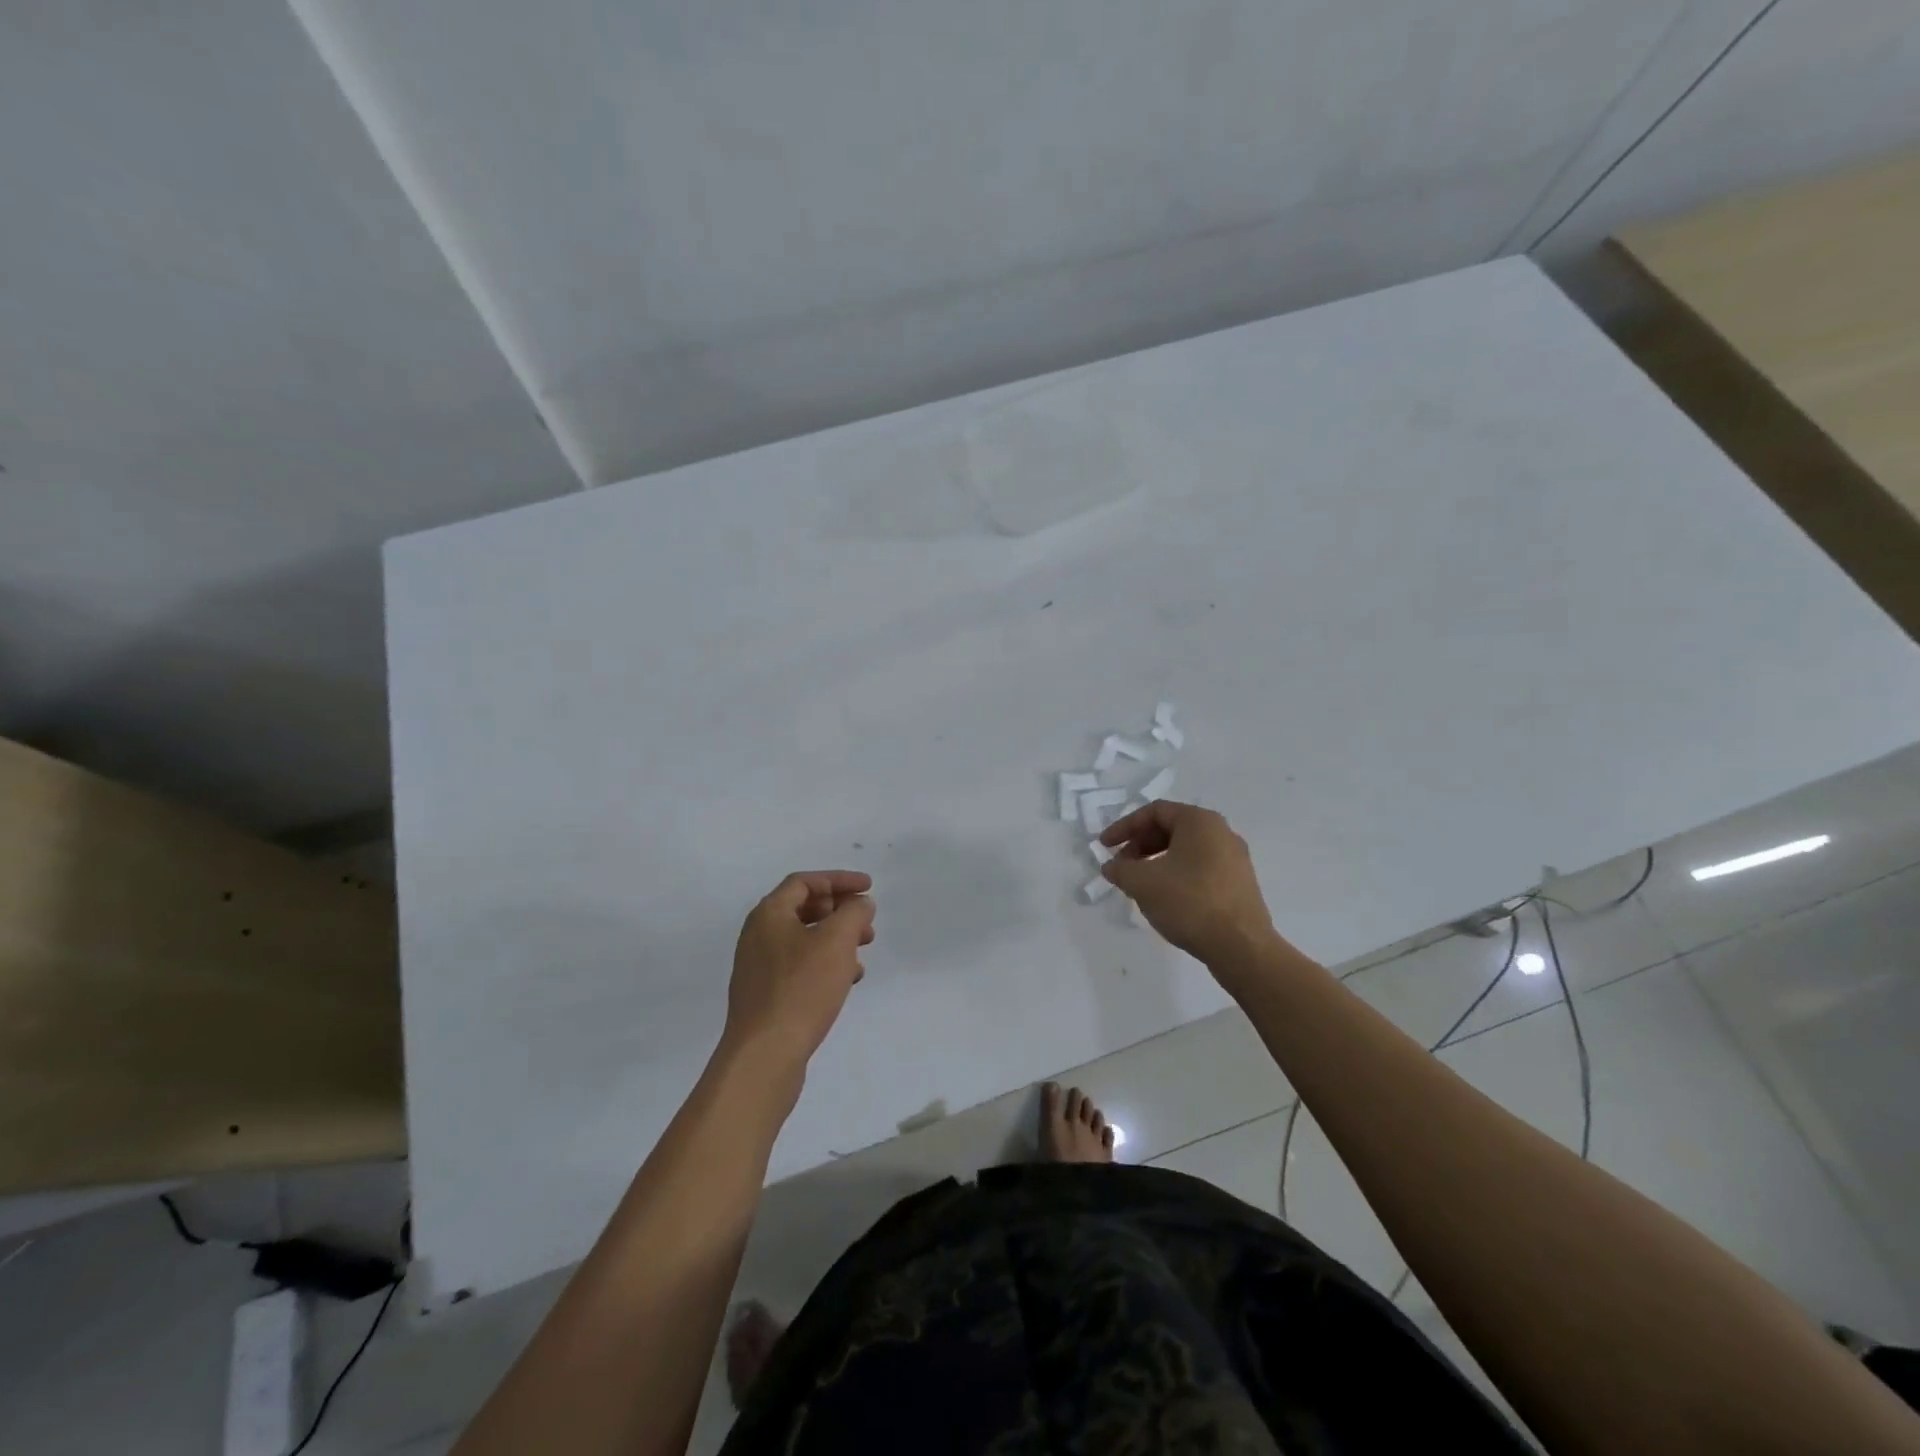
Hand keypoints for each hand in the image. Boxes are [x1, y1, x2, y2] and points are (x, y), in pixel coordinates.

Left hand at [722, 871, 874, 1083]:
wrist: (765, 1054)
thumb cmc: (802, 988)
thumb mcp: (837, 941)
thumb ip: (853, 913)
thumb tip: (860, 904)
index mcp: (769, 914)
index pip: (805, 882)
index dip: (839, 880)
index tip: (869, 888)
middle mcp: (758, 935)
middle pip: (803, 908)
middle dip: (840, 911)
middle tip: (867, 923)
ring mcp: (759, 967)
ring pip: (804, 939)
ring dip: (836, 939)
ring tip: (862, 953)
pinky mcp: (766, 995)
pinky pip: (800, 967)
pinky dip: (825, 964)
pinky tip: (847, 980)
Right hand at [1100, 801, 1276, 965]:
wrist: (1241, 947)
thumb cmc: (1189, 902)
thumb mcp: (1142, 883)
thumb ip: (1120, 869)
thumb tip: (1111, 867)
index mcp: (1200, 821)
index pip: (1154, 811)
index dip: (1124, 826)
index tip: (1104, 846)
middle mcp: (1221, 832)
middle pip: (1171, 828)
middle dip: (1140, 844)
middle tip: (1121, 866)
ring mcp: (1234, 858)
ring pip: (1185, 849)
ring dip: (1156, 861)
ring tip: (1139, 884)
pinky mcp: (1239, 883)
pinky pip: (1200, 867)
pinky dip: (1176, 873)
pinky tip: (1164, 897)